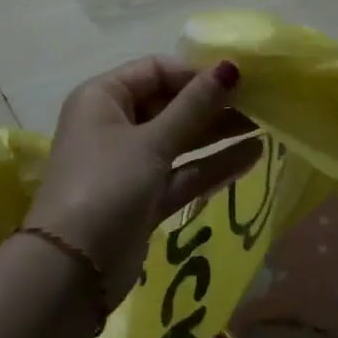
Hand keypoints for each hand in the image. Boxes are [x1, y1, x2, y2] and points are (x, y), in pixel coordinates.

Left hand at [30, 57, 262, 303]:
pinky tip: (251, 156)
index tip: (239, 79)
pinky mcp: (143, 197)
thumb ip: (195, 106)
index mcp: (103, 97)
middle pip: (169, 104)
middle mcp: (114, 123)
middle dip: (212, 104)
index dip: (196, 72)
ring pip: (179, 139)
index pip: (156, 70)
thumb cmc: (107, 186)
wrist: (72, 272)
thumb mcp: (152, 142)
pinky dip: (211, 165)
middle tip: (260, 103)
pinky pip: (181, 172)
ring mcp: (129, 163)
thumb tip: (231, 65)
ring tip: (265, 127)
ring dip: (217, 134)